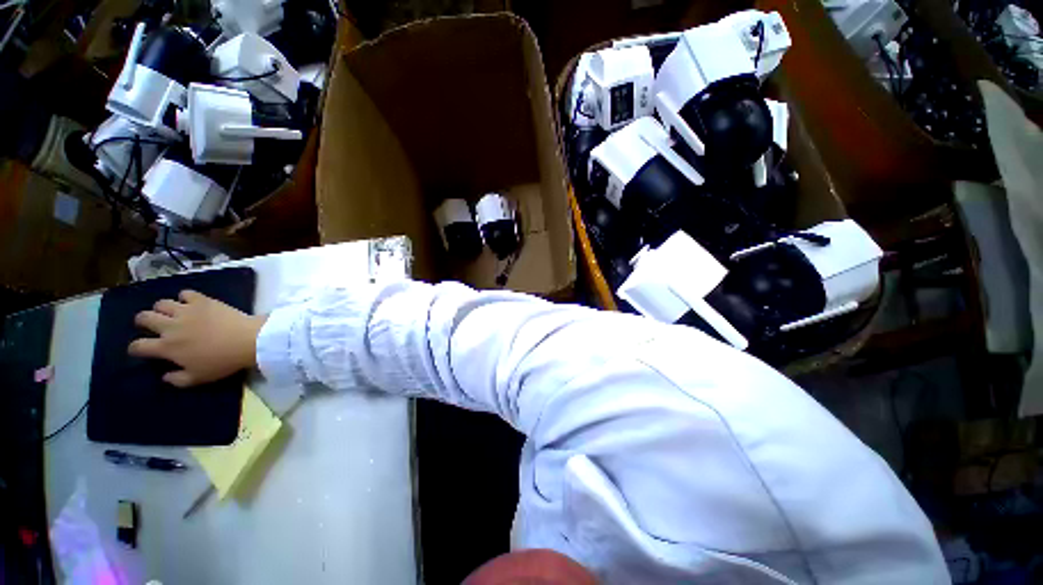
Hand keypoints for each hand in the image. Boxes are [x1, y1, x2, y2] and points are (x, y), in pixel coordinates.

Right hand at [128, 290, 265, 387]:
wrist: (248, 340)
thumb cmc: (223, 361)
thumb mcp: (198, 378)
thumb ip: (177, 379)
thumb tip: (165, 376)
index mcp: (167, 347)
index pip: (138, 346)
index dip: (135, 348)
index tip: (140, 349)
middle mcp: (170, 326)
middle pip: (144, 318)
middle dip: (143, 321)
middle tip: (151, 325)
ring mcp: (186, 311)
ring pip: (161, 303)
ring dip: (161, 308)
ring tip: (169, 313)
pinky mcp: (203, 300)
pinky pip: (186, 293)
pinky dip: (185, 297)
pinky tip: (190, 302)